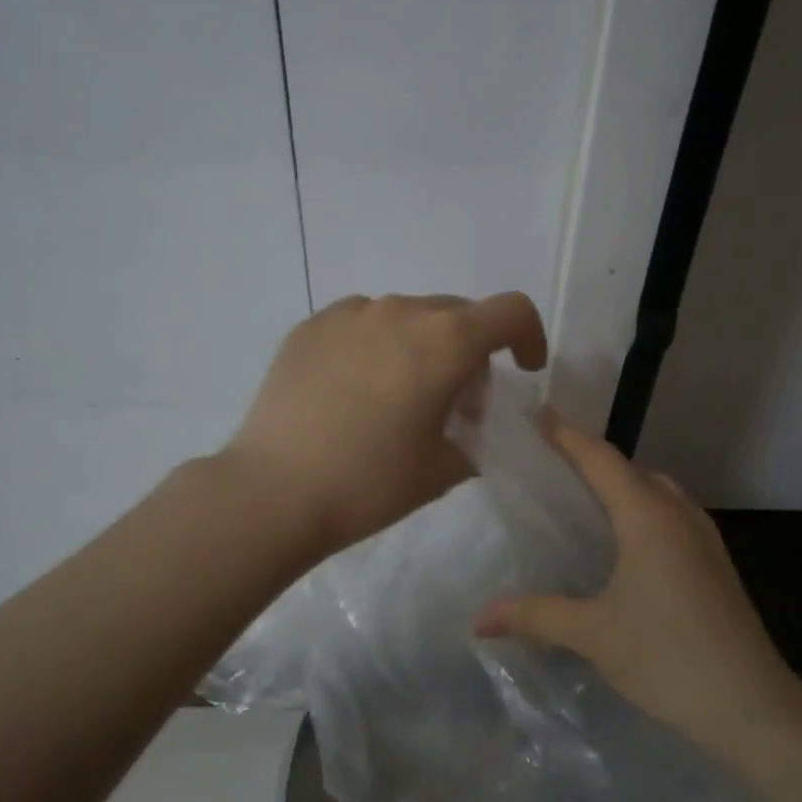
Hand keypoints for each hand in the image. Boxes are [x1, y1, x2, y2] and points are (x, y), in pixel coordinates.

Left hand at [225, 292, 547, 556]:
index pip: (511, 312)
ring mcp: (350, 313)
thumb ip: (473, 439)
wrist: (274, 491)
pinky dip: (375, 345)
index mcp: (446, 341)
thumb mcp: (441, 470)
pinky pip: (361, 323)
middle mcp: (400, 311)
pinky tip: (354, 389)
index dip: (528, 338)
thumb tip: (465, 427)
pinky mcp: (310, 326)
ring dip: (421, 346)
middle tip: (456, 402)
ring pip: (407, 316)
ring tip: (399, 395)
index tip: (520, 370)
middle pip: (458, 313)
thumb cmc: (369, 483)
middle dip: (471, 350)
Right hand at [475, 419, 801, 758]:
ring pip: (657, 493)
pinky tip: (623, 545)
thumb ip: (534, 616)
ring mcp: (704, 540)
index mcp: (649, 518)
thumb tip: (477, 618)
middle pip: (631, 470)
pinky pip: (671, 517)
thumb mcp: (592, 634)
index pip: (601, 459)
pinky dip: (641, 512)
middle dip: (592, 460)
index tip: (538, 416)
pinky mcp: (715, 566)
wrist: (753, 709)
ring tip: (582, 501)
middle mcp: (679, 516)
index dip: (568, 436)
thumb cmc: (668, 657)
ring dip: (621, 486)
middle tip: (549, 465)